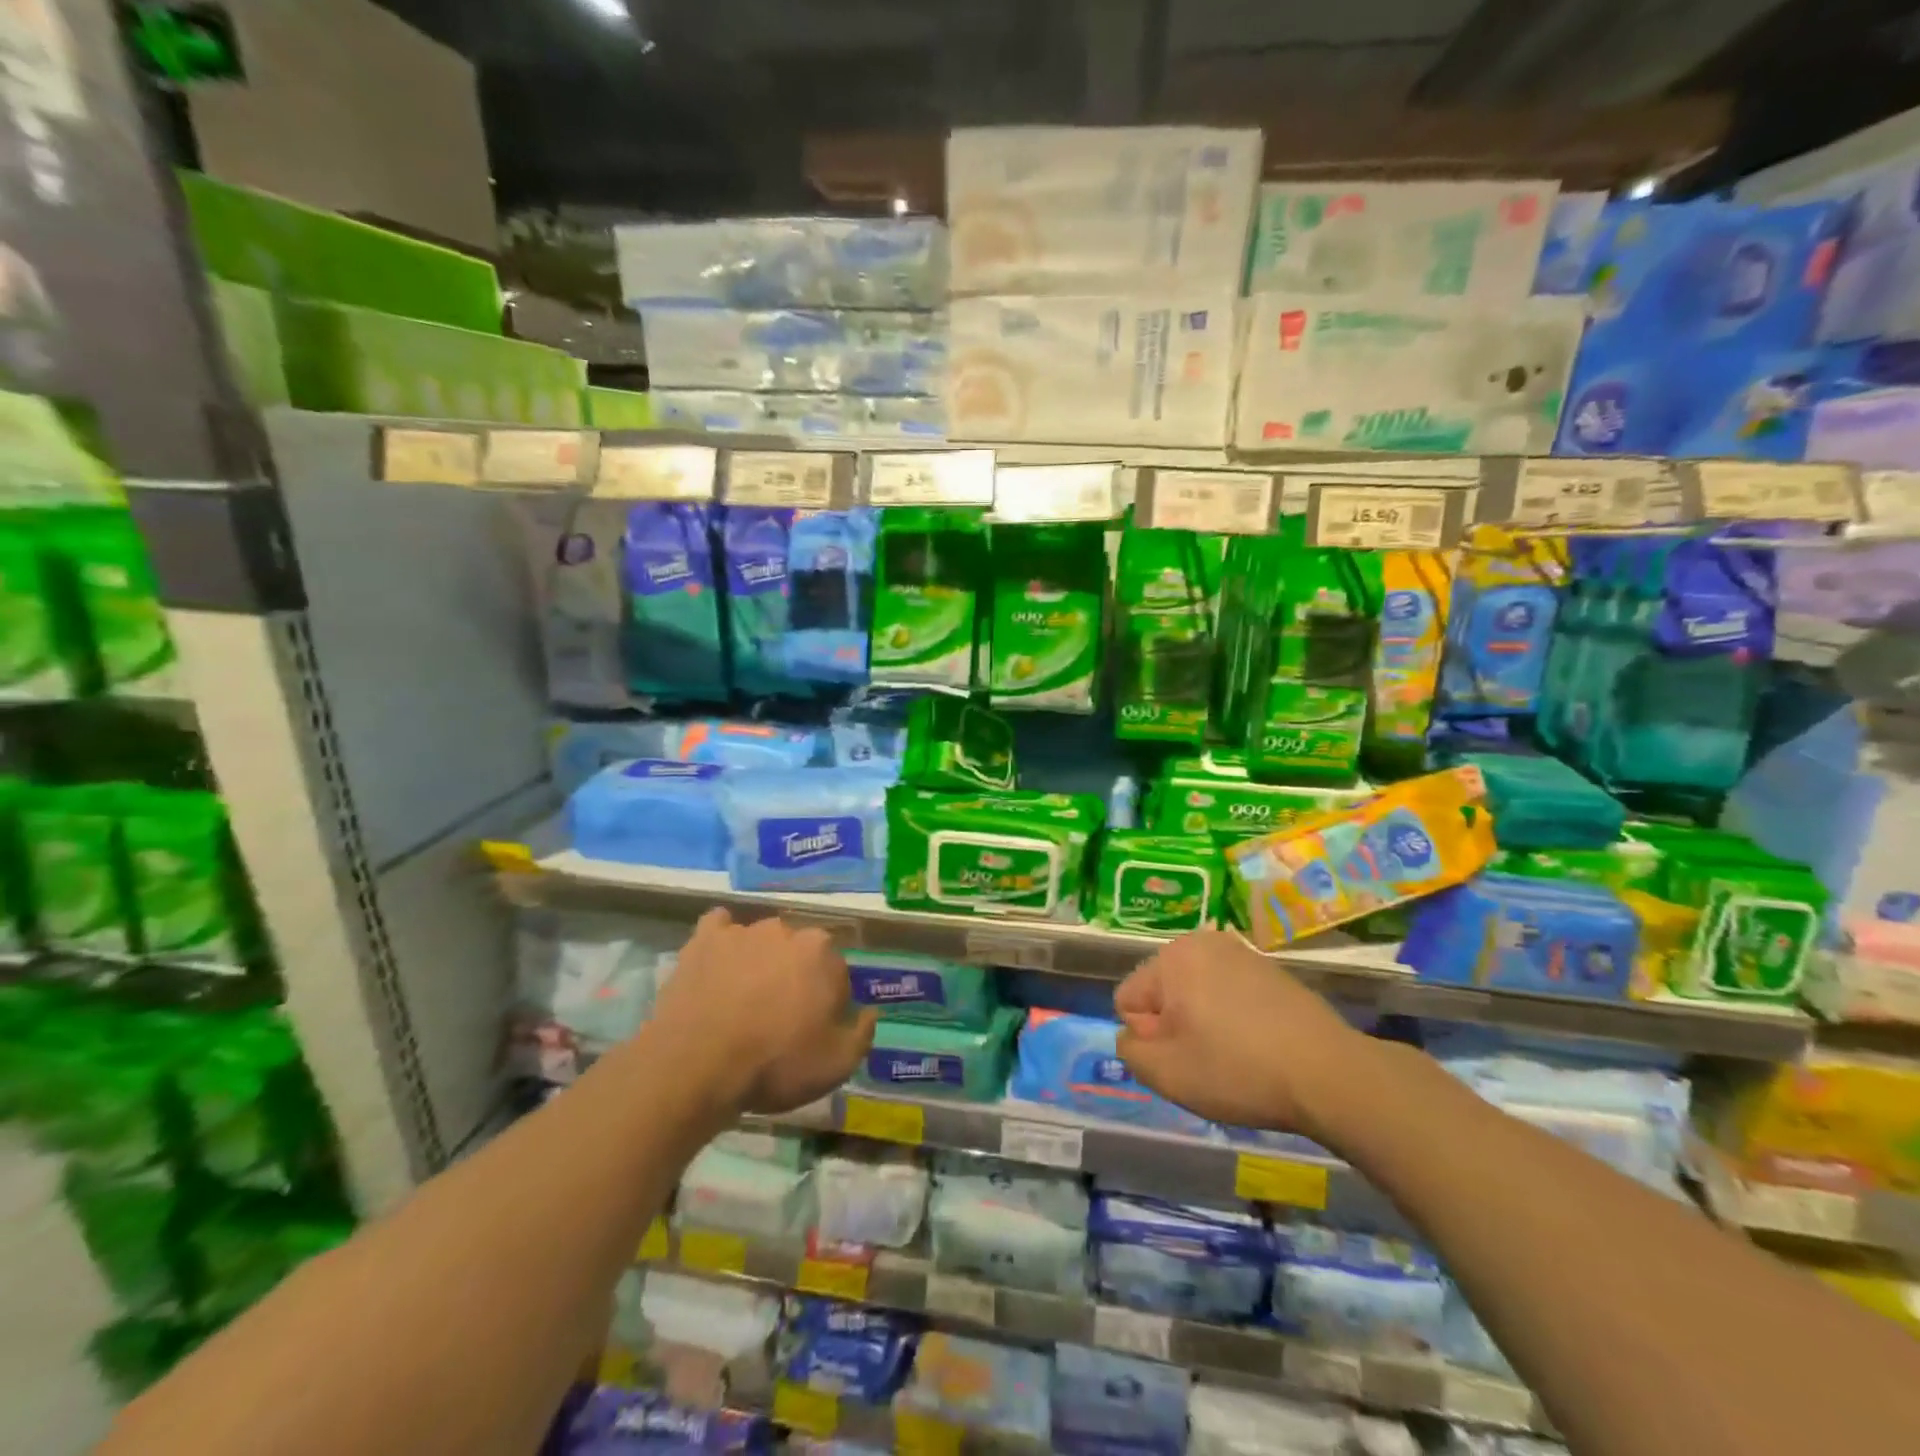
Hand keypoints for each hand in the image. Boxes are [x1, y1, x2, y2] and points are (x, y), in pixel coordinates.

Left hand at [649, 909, 876, 1116]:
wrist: (697, 1065)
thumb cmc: (775, 1064)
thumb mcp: (836, 1065)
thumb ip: (862, 1034)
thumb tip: (870, 1011)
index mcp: (823, 954)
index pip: (836, 973)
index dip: (828, 1003)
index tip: (814, 1029)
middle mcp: (787, 930)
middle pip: (800, 952)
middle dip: (795, 976)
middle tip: (779, 1016)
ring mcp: (743, 931)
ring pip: (762, 941)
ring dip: (760, 961)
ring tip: (742, 999)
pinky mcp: (705, 939)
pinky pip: (719, 927)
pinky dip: (722, 940)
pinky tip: (718, 961)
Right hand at [1115, 929, 1372, 1138]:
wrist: (1330, 1074)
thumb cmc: (1237, 1070)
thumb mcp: (1166, 1074)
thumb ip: (1129, 1051)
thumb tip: (1133, 1036)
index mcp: (1171, 956)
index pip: (1128, 1000)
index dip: (1147, 1037)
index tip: (1182, 1057)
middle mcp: (1203, 942)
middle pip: (1162, 993)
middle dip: (1174, 1026)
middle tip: (1206, 1059)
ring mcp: (1241, 953)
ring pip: (1196, 994)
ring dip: (1203, 1023)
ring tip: (1235, 1055)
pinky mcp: (1271, 971)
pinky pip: (1229, 995)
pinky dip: (1233, 1018)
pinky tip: (1259, 1046)